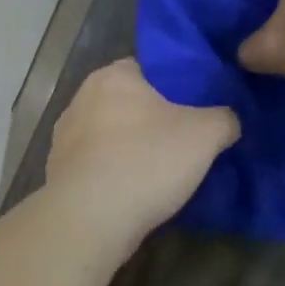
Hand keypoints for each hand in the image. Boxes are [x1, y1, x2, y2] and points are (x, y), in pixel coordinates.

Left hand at [46, 59, 238, 249]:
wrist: (90, 217)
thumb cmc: (146, 161)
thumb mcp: (205, 134)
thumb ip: (224, 117)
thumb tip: (227, 120)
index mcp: (112, 76)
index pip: (147, 68)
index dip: (174, 85)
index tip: (195, 107)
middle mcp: (80, 98)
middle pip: (127, 102)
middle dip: (151, 118)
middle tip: (184, 140)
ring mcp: (63, 135)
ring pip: (109, 134)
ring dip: (129, 147)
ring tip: (160, 170)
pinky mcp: (57, 169)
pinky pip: (95, 163)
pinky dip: (112, 172)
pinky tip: (132, 191)